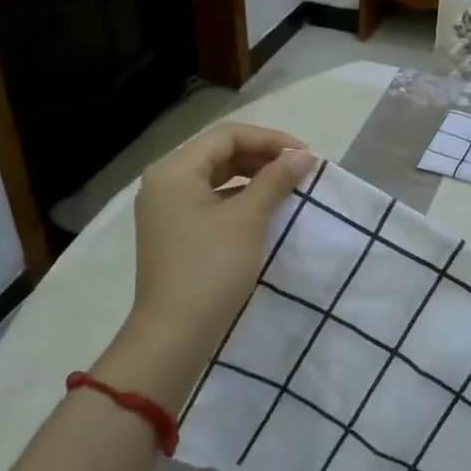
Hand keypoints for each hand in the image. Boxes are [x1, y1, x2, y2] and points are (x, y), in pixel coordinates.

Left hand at [109, 124, 313, 397]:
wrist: (174, 335)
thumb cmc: (210, 269)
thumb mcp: (247, 220)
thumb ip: (275, 180)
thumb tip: (303, 156)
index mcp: (174, 170)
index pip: (228, 135)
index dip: (270, 140)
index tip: (305, 157)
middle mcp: (165, 181)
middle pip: (220, 152)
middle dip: (263, 156)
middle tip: (300, 170)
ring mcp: (167, 207)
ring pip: (217, 175)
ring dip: (254, 176)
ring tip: (288, 186)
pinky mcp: (175, 230)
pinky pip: (211, 199)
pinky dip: (240, 197)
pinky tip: (265, 208)